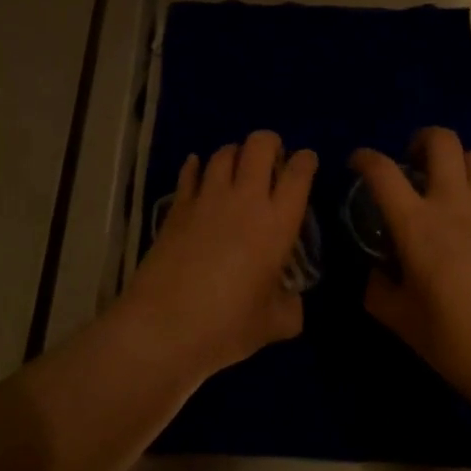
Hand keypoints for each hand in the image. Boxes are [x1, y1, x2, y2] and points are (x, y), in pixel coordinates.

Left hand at [125, 130, 317, 379]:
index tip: (307, 161)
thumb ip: (290, 307)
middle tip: (273, 158)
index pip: (298, 174)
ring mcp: (206, 199)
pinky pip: (188, 173)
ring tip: (237, 166)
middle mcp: (244, 200)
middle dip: (270, 143)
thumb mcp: (273, 325)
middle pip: (259, 145)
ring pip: (223, 153)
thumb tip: (291, 302)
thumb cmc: (226, 326)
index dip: (306, 161)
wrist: (163, 326)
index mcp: (277, 224)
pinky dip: (195, 167)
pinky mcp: (177, 207)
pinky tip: (197, 168)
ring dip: (235, 153)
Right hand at [353, 128, 470, 411]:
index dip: (364, 158)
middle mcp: (454, 205)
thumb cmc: (456, 341)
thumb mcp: (401, 320)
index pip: (383, 171)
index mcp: (417, 224)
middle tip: (411, 163)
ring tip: (445, 186)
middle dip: (421, 140)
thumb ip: (378, 289)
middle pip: (442, 141)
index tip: (356, 164)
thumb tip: (375, 272)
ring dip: (454, 162)